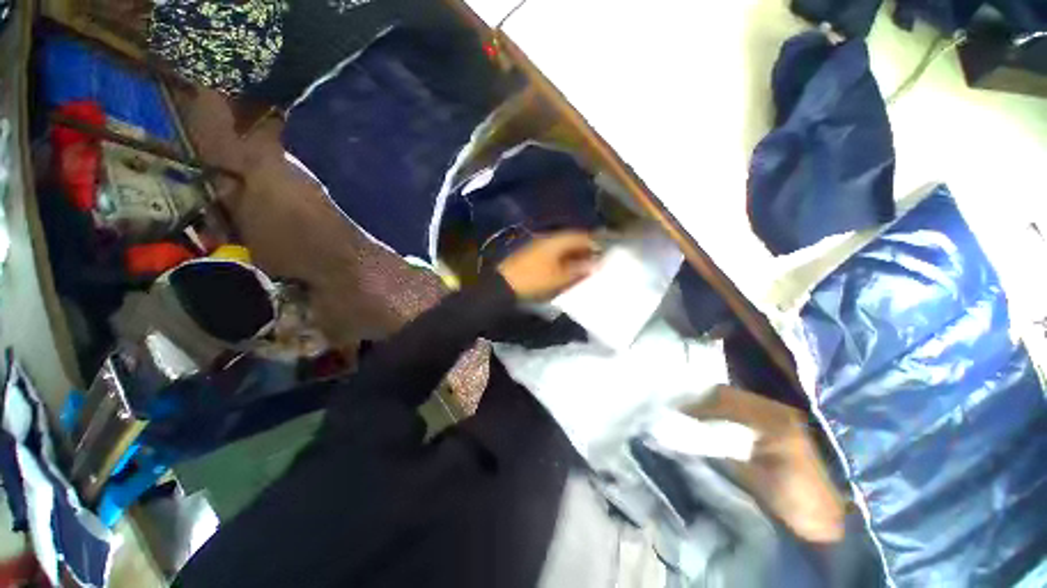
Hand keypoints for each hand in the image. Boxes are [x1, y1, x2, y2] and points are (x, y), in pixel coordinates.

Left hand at [497, 231, 598, 301]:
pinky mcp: (534, 255)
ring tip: (586, 266)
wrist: (504, 285)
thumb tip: (595, 264)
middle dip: (586, 248)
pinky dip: (564, 259)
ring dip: (575, 254)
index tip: (606, 248)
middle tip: (598, 259)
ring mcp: (540, 246)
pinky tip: (569, 269)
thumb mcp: (559, 277)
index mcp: (556, 241)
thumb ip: (578, 269)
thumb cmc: (534, 279)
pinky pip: (555, 253)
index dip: (594, 241)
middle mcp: (548, 239)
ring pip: (563, 247)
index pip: (580, 235)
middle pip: (572, 240)